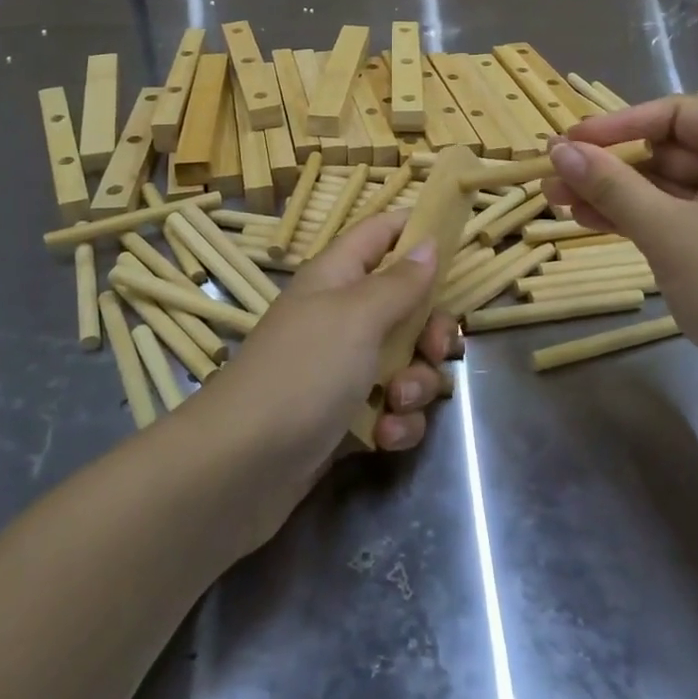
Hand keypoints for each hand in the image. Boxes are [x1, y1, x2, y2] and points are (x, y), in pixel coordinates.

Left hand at [193, 212, 458, 486]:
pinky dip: (396, 422)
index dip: (416, 230)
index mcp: (338, 277)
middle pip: (408, 305)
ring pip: (407, 361)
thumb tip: (428, 243)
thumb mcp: (357, 316)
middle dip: (432, 330)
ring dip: (416, 384)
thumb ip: (399, 282)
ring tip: (397, 402)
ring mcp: (343, 368)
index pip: (381, 233)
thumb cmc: (303, 372)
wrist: (240, 468)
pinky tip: (384, 437)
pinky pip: (392, 407)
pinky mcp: (346, 416)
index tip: (457, 244)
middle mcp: (342, 316)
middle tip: (435, 349)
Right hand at [542, 97, 697, 388]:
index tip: (570, 141)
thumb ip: (610, 184)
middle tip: (554, 176)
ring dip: (613, 192)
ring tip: (558, 201)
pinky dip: (633, 218)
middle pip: (667, 150)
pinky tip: (589, 221)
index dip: (618, 124)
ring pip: (664, 188)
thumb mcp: (666, 229)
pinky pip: (672, 218)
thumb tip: (559, 149)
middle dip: (608, 164)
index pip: (677, 114)